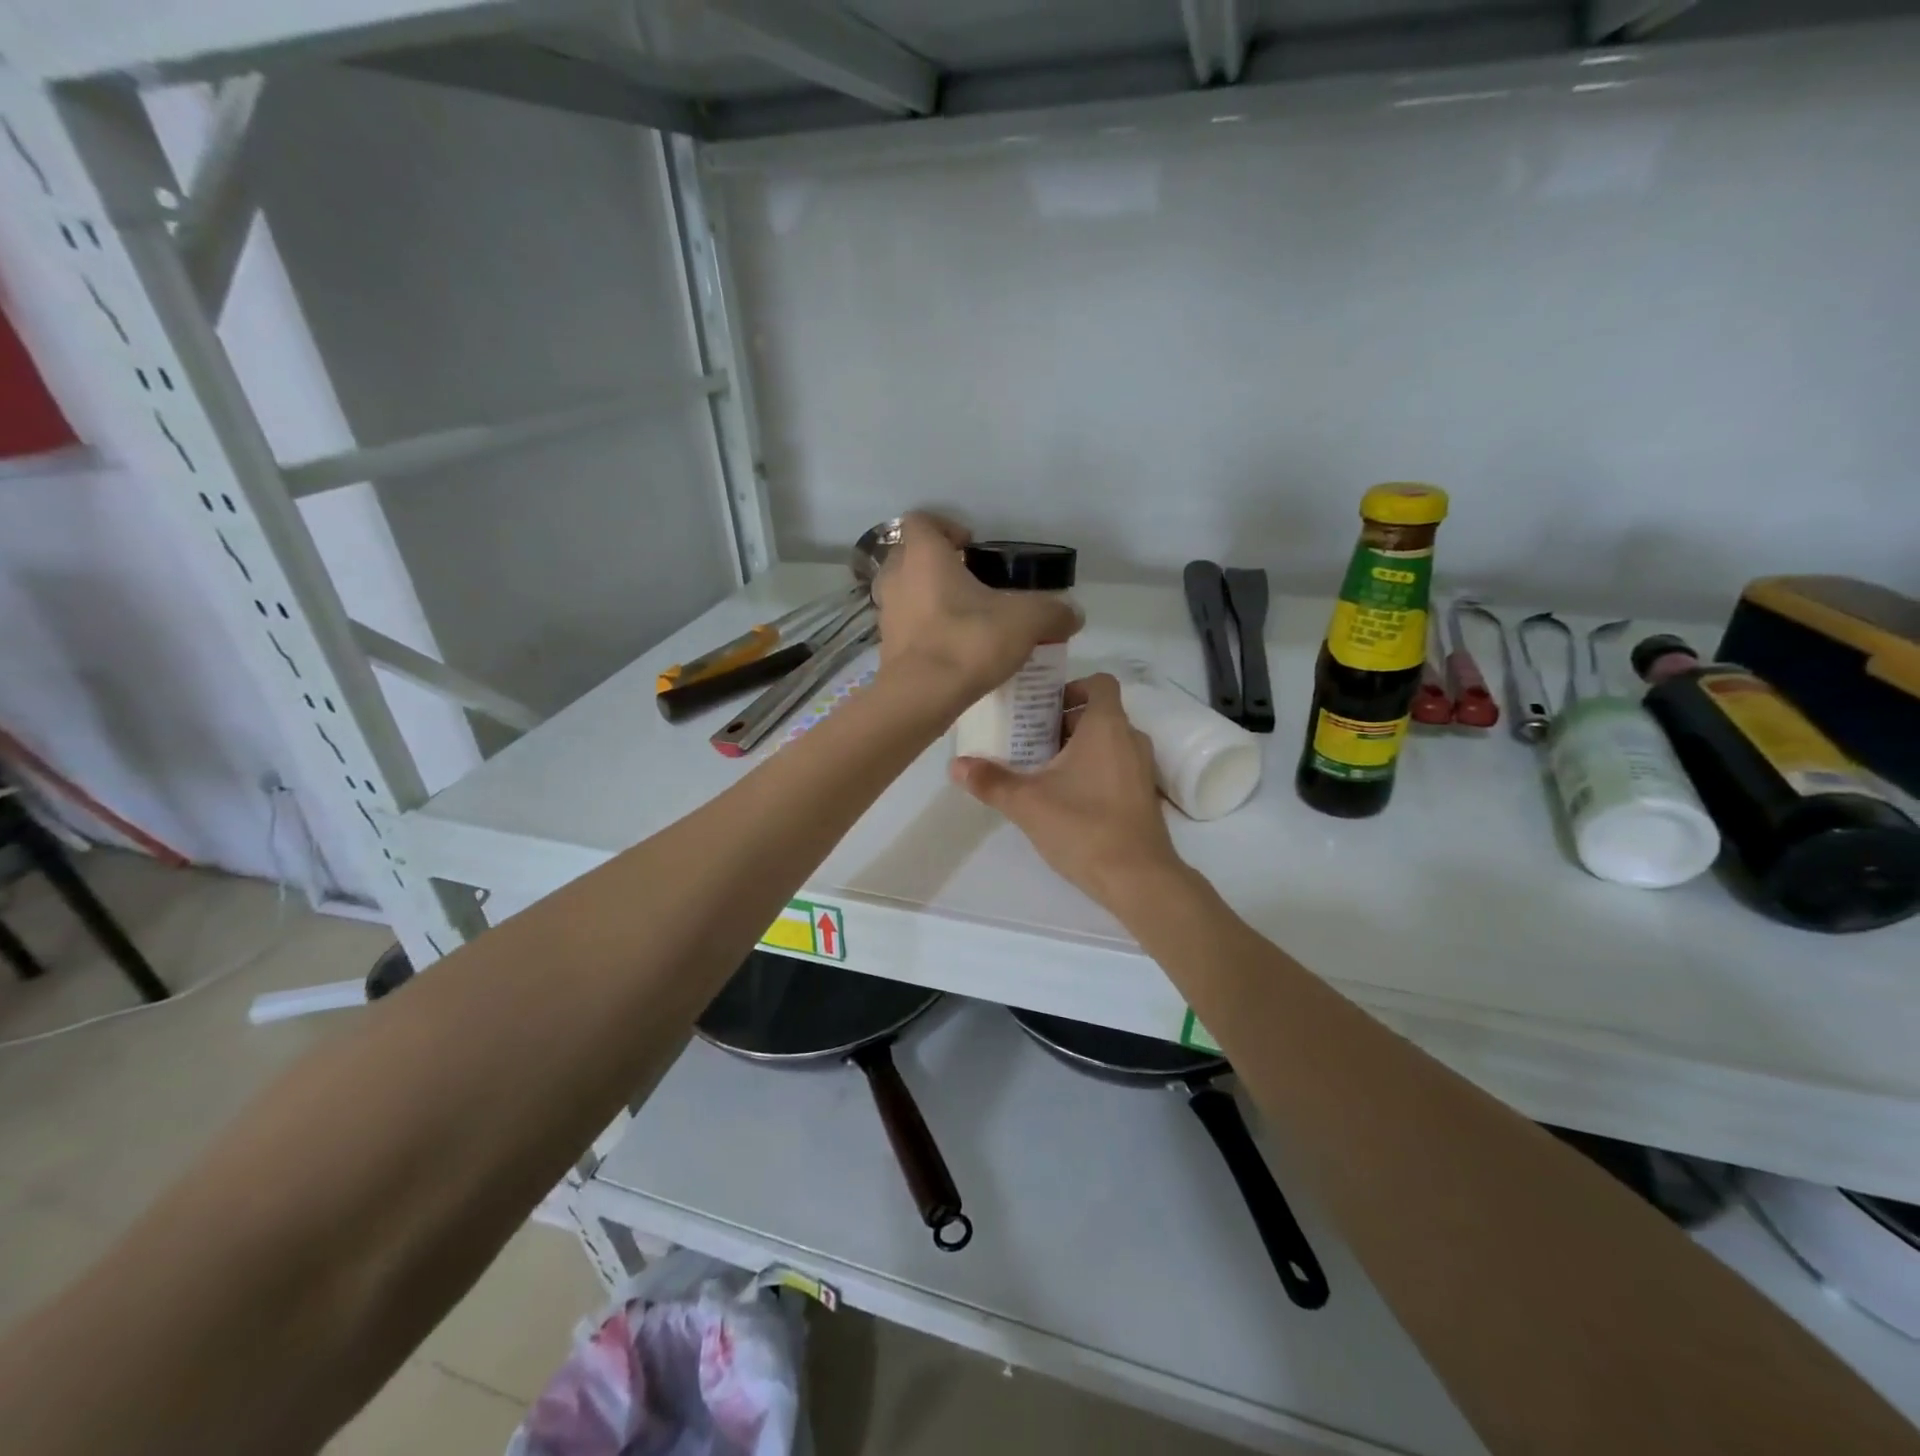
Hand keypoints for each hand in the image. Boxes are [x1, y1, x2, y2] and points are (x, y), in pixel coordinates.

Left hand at [873, 513, 1081, 701]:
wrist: (922, 697)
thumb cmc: (969, 641)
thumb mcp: (1026, 621)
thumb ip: (1053, 612)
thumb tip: (1073, 614)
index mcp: (924, 556)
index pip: (922, 521)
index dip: (946, 527)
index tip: (971, 545)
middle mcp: (897, 578)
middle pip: (909, 556)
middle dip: (936, 564)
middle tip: (969, 581)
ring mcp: (886, 614)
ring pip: (904, 593)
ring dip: (927, 598)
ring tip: (961, 616)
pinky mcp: (887, 648)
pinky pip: (905, 627)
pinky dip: (923, 631)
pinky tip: (951, 648)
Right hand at [950, 673, 1184, 908]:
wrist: (1137, 878)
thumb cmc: (1083, 826)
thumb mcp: (1027, 802)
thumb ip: (990, 780)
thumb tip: (955, 765)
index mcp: (1106, 726)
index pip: (1098, 682)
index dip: (1071, 687)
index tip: (1041, 706)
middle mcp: (1130, 739)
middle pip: (1098, 713)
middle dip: (1063, 721)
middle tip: (1028, 738)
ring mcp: (1142, 769)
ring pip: (1108, 742)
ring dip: (1078, 747)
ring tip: (1042, 768)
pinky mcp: (1144, 796)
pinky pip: (1117, 766)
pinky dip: (1094, 769)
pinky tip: (1066, 797)